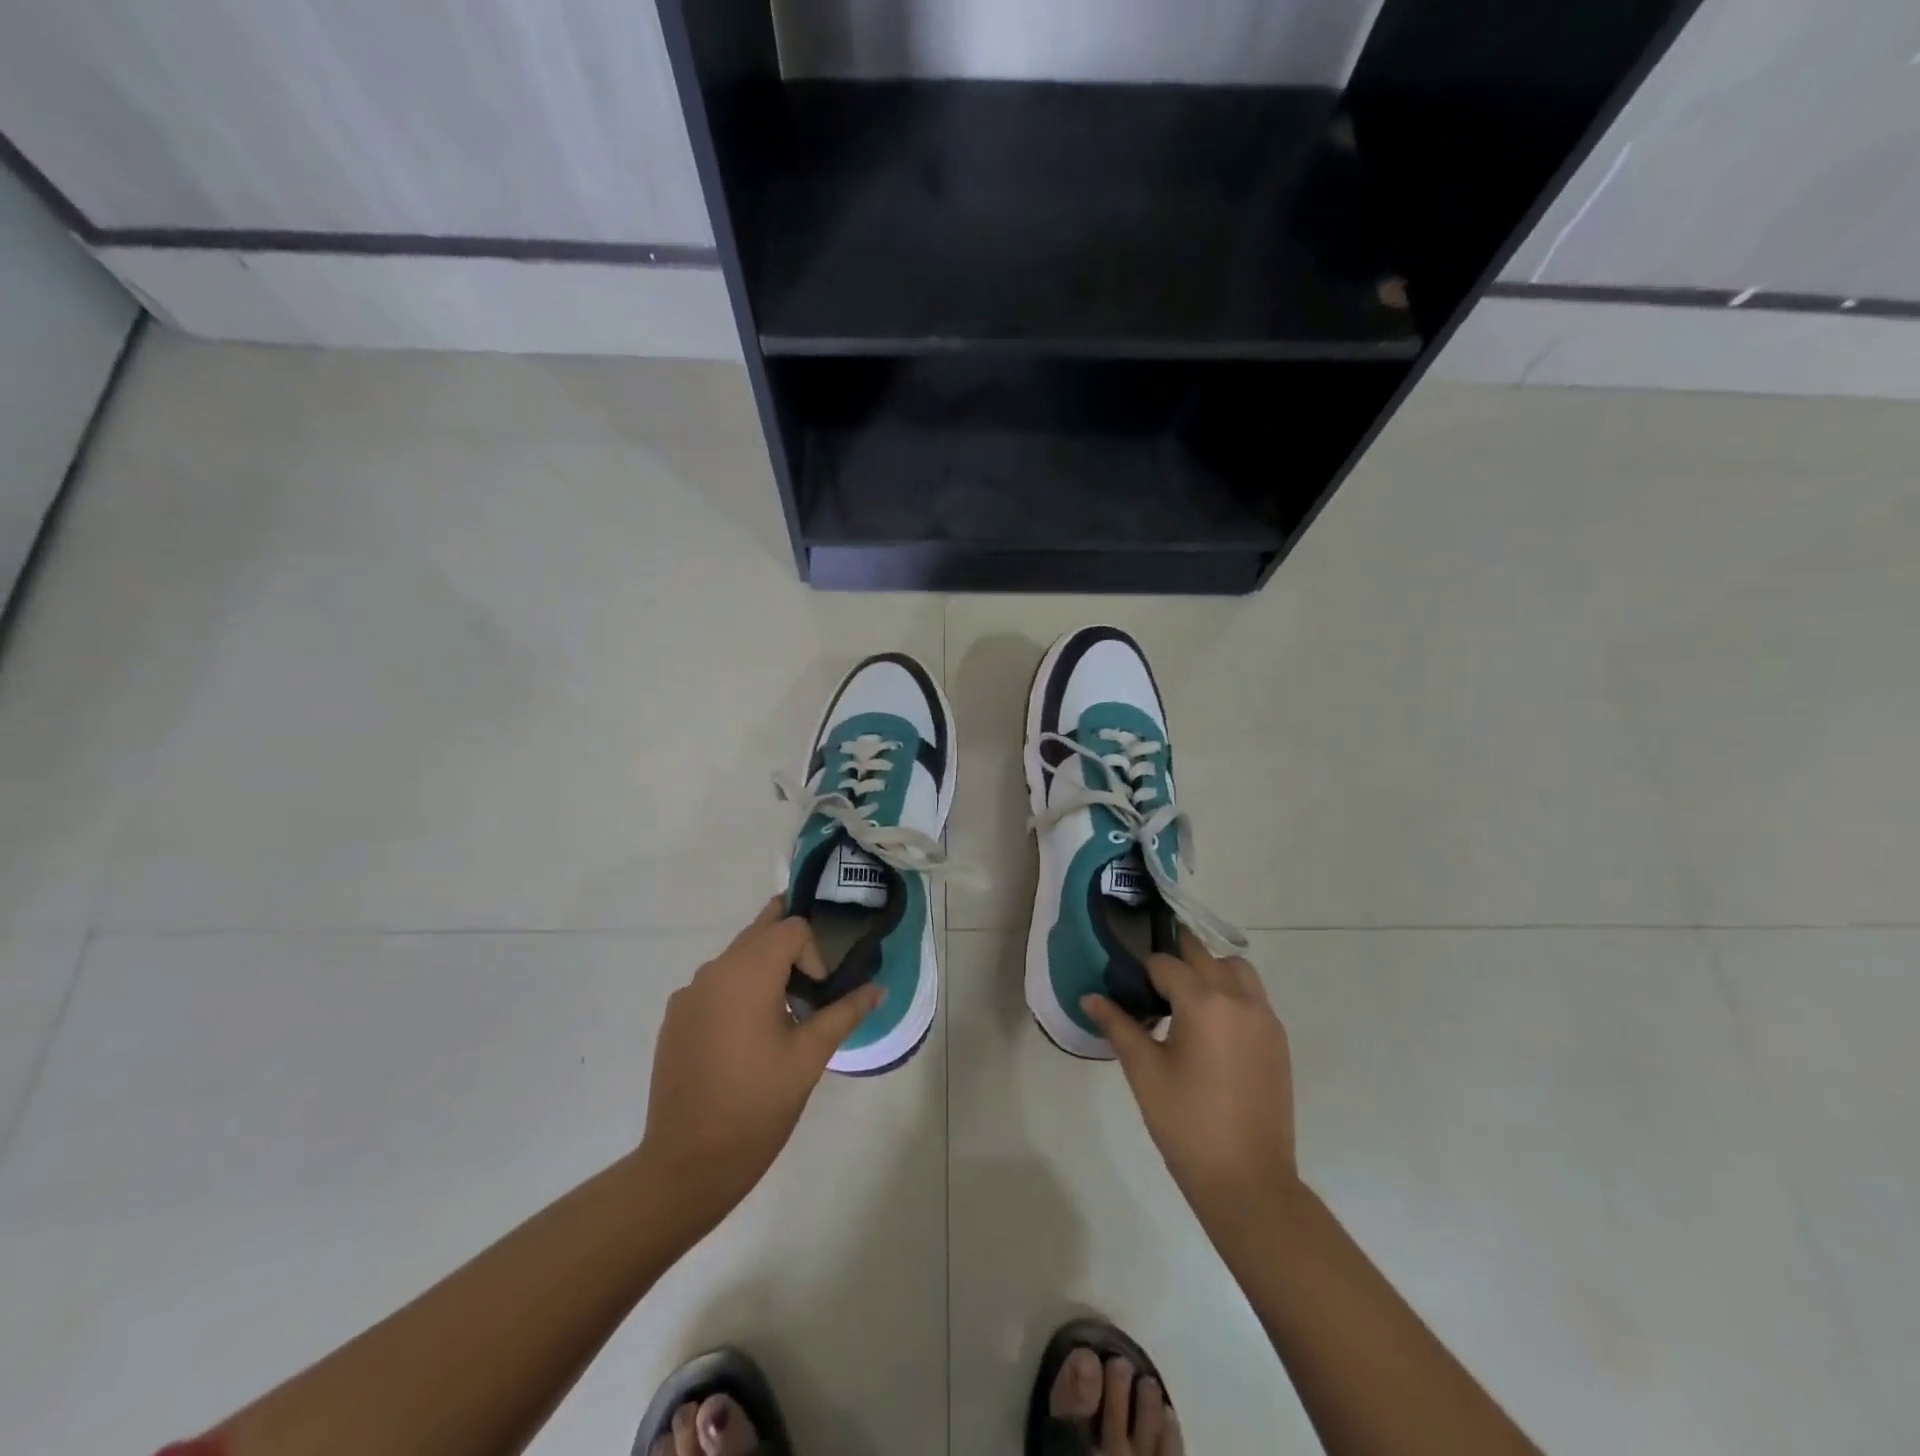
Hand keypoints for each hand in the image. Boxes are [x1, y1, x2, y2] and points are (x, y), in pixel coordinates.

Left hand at [639, 898, 881, 1238]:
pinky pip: (715, 985)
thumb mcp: (810, 1057)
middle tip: (813, 978)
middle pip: (759, 932)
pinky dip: (738, 991)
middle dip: (790, 946)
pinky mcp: (675, 1018)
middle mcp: (713, 971)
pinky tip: (746, 1038)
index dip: (814, 953)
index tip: (818, 996)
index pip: (791, 928)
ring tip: (782, 1014)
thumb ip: (844, 1013)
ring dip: (764, 968)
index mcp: (747, 973)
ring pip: (736, 957)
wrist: (687, 1164)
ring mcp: (688, 994)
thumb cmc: (757, 1105)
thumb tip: (877, 989)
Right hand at [1083, 934, 1300, 1237]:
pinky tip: (1210, 1026)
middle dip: (1175, 958)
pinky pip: (1252, 995)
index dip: (1141, 970)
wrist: (1248, 1181)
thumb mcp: (1144, 1072)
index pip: (1165, 963)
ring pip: (1235, 969)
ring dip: (1209, 970)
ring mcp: (1264, 1018)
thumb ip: (1118, 1025)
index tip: (1126, 984)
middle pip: (1203, 955)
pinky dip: (1230, 992)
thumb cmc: (1187, 1124)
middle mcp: (1239, 999)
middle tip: (1149, 980)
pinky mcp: (1277, 1039)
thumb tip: (1089, 997)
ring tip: (1184, 1000)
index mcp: (1204, 1003)